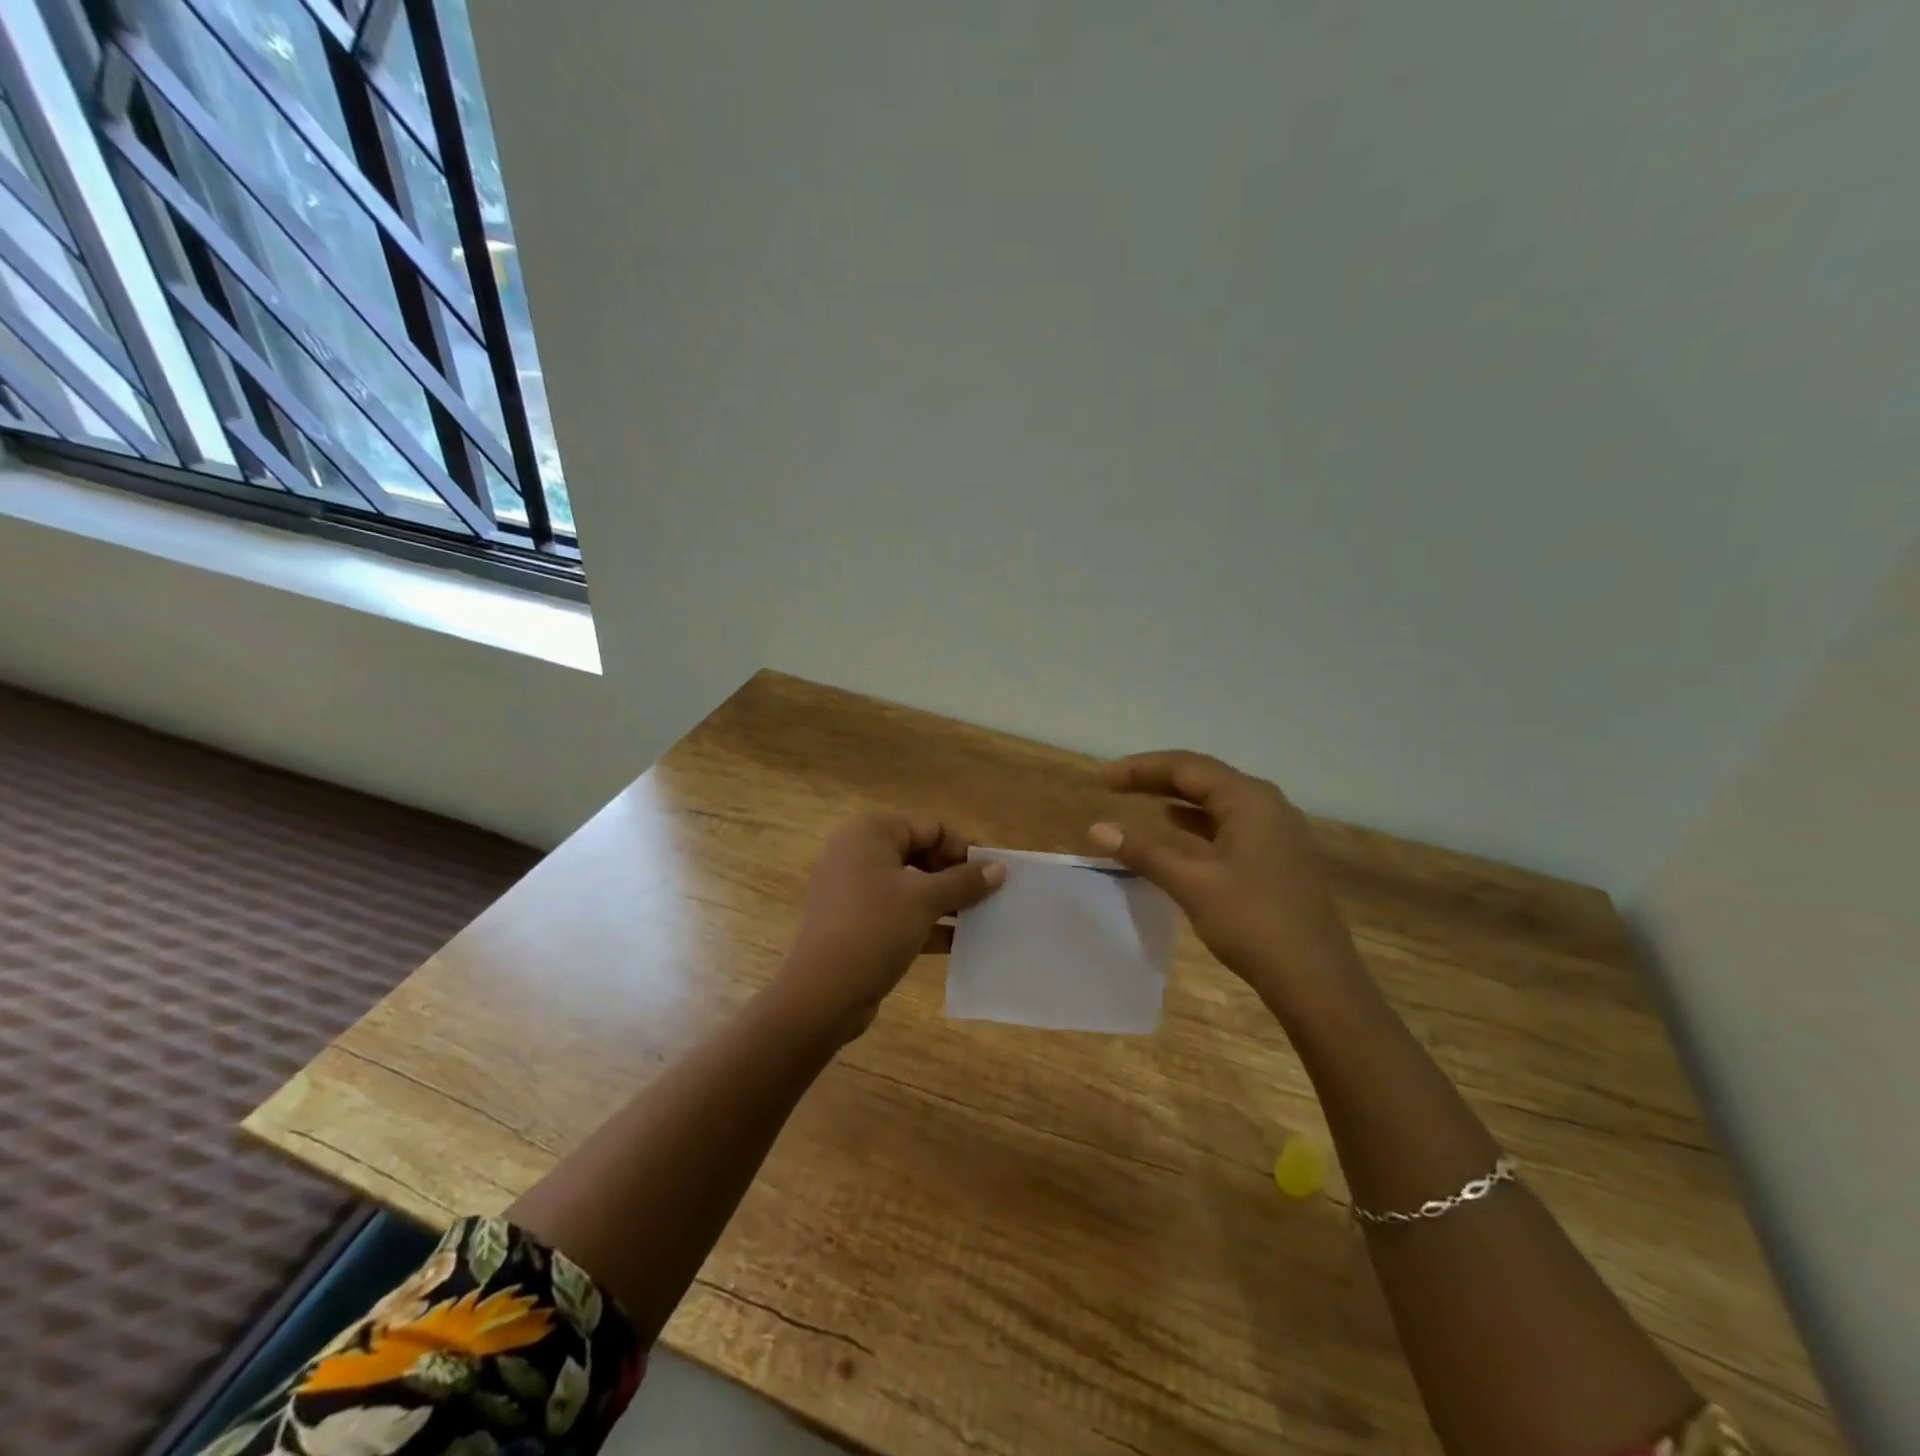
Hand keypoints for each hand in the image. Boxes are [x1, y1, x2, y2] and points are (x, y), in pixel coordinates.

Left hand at [782, 811, 1005, 1039]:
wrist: (823, 993)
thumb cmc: (875, 929)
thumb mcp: (926, 901)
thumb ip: (964, 881)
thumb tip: (999, 868)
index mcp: (871, 832)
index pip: (932, 828)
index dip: (965, 849)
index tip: (994, 875)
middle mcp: (859, 851)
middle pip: (921, 853)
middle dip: (956, 875)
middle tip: (990, 897)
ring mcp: (854, 887)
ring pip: (911, 885)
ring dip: (946, 901)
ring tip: (982, 919)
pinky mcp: (856, 921)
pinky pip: (899, 911)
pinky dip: (927, 922)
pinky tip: (959, 942)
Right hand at [1088, 751, 1369, 1013]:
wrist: (1317, 980)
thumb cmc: (1252, 922)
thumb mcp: (1192, 883)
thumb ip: (1144, 851)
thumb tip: (1097, 829)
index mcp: (1249, 800)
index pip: (1187, 767)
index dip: (1142, 768)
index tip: (1103, 779)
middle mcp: (1268, 805)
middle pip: (1204, 778)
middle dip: (1158, 779)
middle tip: (1115, 785)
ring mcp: (1279, 832)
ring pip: (1218, 802)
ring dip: (1178, 800)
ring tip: (1140, 802)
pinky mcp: (1280, 857)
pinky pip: (1231, 824)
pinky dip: (1198, 823)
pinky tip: (1178, 833)